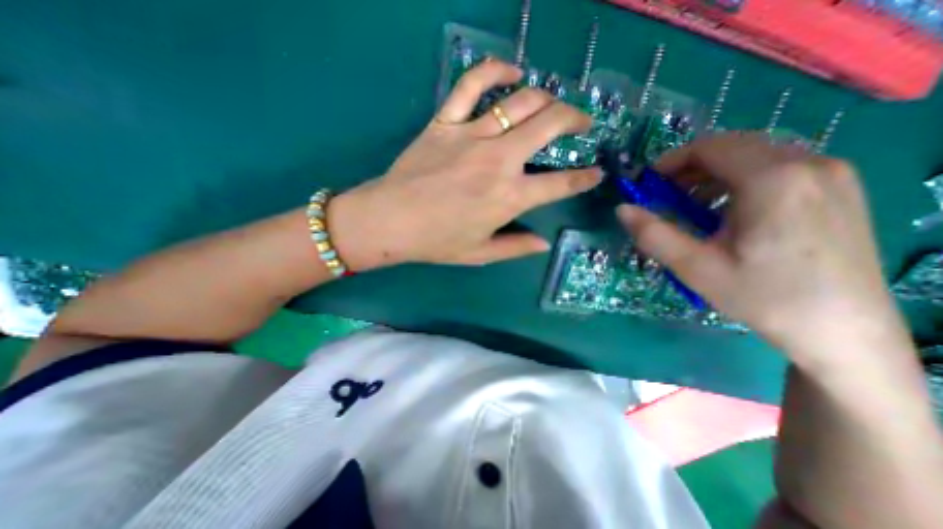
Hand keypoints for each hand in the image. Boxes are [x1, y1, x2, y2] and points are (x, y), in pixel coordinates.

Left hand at [329, 59, 599, 269]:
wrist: (390, 221)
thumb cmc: (436, 242)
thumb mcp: (480, 254)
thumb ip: (516, 247)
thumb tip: (544, 243)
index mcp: (509, 197)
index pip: (561, 184)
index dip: (584, 178)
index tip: (596, 173)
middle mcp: (499, 161)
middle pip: (550, 125)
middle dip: (575, 119)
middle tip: (582, 123)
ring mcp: (472, 136)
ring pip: (521, 101)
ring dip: (547, 98)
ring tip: (554, 104)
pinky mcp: (446, 122)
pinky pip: (472, 84)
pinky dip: (495, 70)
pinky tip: (512, 72)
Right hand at [620, 132, 905, 366]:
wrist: (843, 331)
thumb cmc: (762, 297)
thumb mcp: (694, 267)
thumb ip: (652, 234)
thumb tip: (621, 209)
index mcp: (773, 179)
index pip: (709, 147)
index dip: (670, 161)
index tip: (648, 185)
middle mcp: (809, 163)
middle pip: (732, 146)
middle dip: (689, 168)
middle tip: (665, 197)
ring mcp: (831, 173)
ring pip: (754, 155)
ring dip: (713, 175)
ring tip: (692, 207)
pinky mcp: (838, 188)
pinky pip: (776, 168)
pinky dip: (739, 181)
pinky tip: (728, 212)